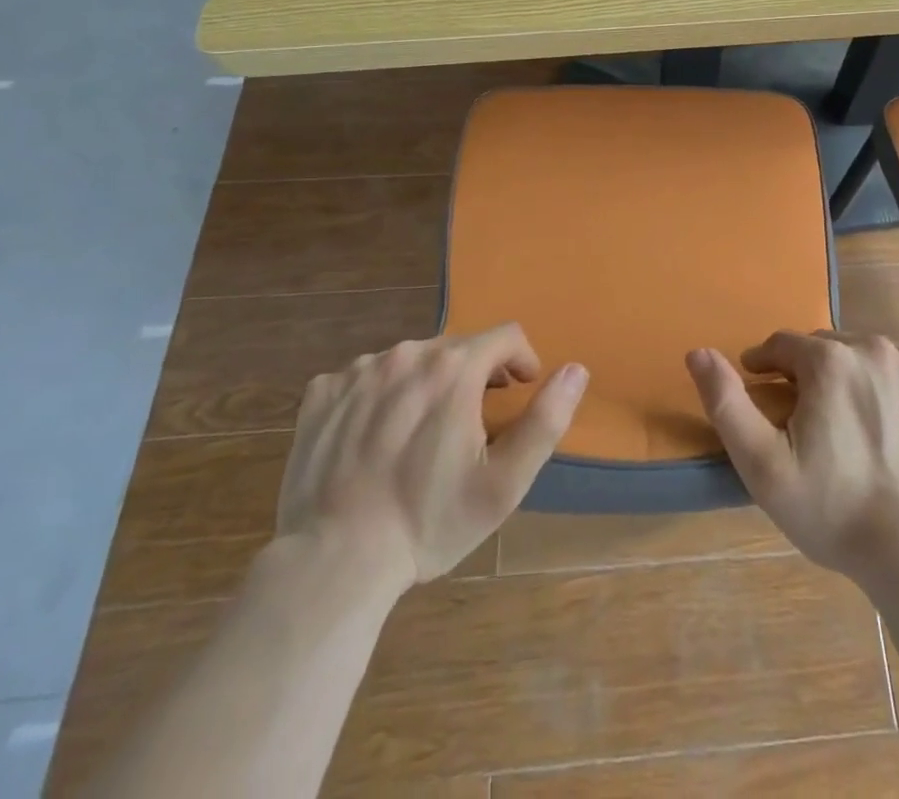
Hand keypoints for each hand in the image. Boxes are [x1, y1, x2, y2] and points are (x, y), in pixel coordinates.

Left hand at [276, 326, 587, 586]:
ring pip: (410, 361)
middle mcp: (407, 354)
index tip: (518, 393)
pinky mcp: (322, 393)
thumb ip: (546, 419)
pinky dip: (379, 397)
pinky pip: (364, 378)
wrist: (333, 563)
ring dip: (426, 384)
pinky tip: (374, 439)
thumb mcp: (505, 482)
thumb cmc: (429, 521)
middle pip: (457, 348)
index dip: (521, 361)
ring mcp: (358, 371)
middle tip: (471, 425)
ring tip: (420, 436)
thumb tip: (576, 369)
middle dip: (474, 375)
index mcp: (454, 367)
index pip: (506, 335)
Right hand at [687, 332, 898, 582]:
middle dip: (812, 373)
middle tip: (810, 417)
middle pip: (829, 347)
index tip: (764, 390)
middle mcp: (876, 347)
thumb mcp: (763, 465)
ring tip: (854, 424)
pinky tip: (897, 429)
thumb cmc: (833, 510)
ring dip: (856, 378)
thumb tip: (697, 352)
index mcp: (829, 359)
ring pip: (872, 357)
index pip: (783, 344)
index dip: (767, 366)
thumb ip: (726, 402)